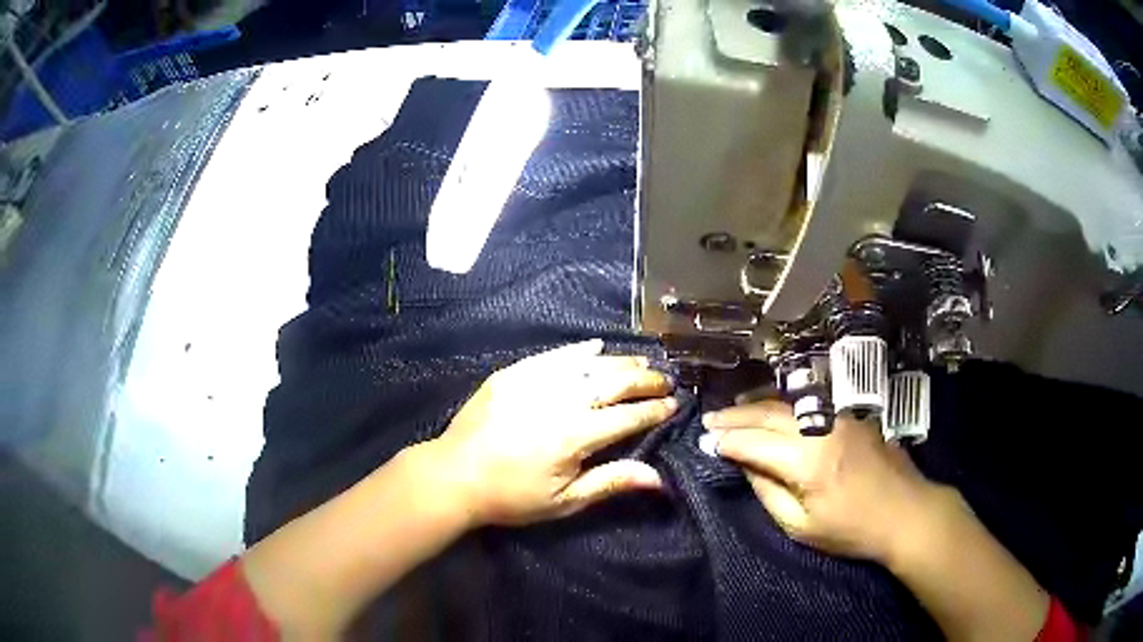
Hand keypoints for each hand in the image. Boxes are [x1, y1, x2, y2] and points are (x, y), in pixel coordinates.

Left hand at [425, 340, 677, 527]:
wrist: (455, 475)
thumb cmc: (512, 496)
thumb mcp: (564, 501)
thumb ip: (611, 482)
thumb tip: (659, 477)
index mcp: (576, 435)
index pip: (628, 416)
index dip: (655, 410)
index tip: (674, 404)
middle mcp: (561, 400)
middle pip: (614, 383)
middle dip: (645, 381)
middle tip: (665, 379)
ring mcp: (536, 381)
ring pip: (589, 364)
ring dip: (620, 362)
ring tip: (641, 364)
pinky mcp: (514, 373)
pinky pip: (554, 355)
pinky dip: (579, 350)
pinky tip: (596, 347)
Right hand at [703, 401, 940, 563]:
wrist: (906, 511)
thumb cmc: (852, 529)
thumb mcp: (802, 527)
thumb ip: (768, 493)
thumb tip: (745, 465)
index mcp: (808, 463)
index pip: (755, 444)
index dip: (728, 442)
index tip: (706, 441)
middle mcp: (822, 429)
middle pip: (769, 414)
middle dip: (735, 416)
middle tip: (709, 418)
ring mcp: (840, 416)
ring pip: (788, 403)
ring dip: (756, 405)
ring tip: (732, 410)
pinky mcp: (852, 415)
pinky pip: (809, 405)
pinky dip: (783, 406)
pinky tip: (772, 411)